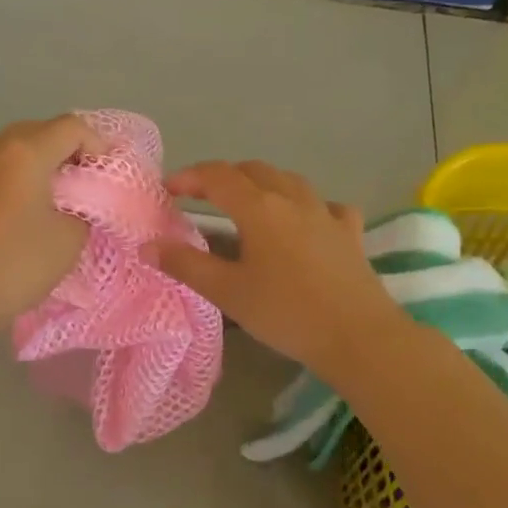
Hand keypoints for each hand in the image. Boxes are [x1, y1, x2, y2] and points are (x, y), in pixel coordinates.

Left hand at [0, 115, 107, 341]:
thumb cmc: (13, 266)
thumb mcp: (68, 240)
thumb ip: (83, 211)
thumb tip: (74, 205)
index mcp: (24, 153)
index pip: (72, 127)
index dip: (98, 145)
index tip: (107, 176)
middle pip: (38, 132)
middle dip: (66, 152)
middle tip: (84, 185)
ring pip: (10, 153)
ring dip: (37, 168)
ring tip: (52, 202)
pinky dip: (12, 183)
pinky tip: (17, 219)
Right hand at [154, 160, 401, 375]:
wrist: (359, 336)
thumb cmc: (286, 313)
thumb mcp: (228, 292)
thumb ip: (186, 265)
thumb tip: (148, 245)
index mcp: (259, 208)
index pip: (217, 177)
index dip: (189, 177)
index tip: (168, 189)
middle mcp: (293, 199)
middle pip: (253, 171)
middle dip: (224, 177)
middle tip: (202, 196)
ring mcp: (326, 213)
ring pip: (290, 181)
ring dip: (263, 183)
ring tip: (248, 203)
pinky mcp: (350, 233)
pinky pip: (326, 206)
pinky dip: (307, 206)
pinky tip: (307, 221)